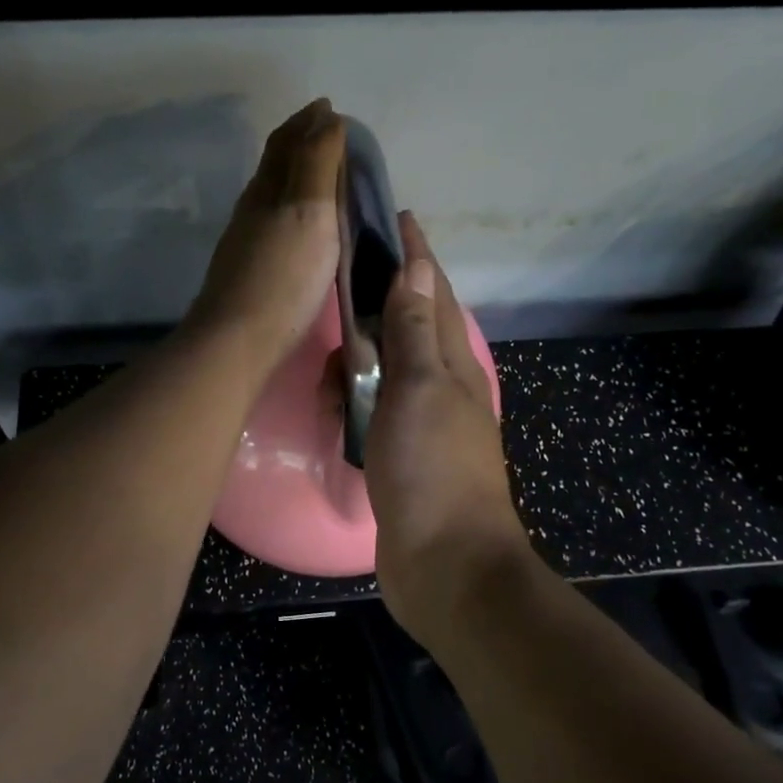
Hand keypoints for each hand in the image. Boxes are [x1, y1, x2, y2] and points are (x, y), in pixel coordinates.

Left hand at [185, 99, 345, 374]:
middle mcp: (253, 209)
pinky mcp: (251, 272)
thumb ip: (317, 163)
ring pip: (274, 196)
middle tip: (332, 138)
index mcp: (267, 189)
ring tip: (325, 179)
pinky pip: (276, 225)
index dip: (308, 121)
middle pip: (276, 165)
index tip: (330, 109)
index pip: (287, 141)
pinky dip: (294, 211)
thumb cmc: (283, 275)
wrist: (238, 340)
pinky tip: (304, 230)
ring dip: (297, 178)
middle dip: (302, 144)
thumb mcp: (309, 211)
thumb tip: (325, 116)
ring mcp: (248, 242)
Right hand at [365, 214, 530, 632]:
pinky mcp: (402, 457)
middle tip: (343, 279)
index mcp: (453, 364)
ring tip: (330, 352)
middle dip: (382, 301)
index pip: (433, 293)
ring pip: (386, 371)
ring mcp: (422, 424)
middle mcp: (442, 387)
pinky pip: (372, 412)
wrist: (446, 565)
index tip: (396, 217)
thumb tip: (417, 265)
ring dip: (360, 358)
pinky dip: (353, 401)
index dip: (416, 255)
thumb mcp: (420, 389)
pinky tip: (333, 404)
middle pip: (410, 327)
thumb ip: (415, 329)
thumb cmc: (433, 469)